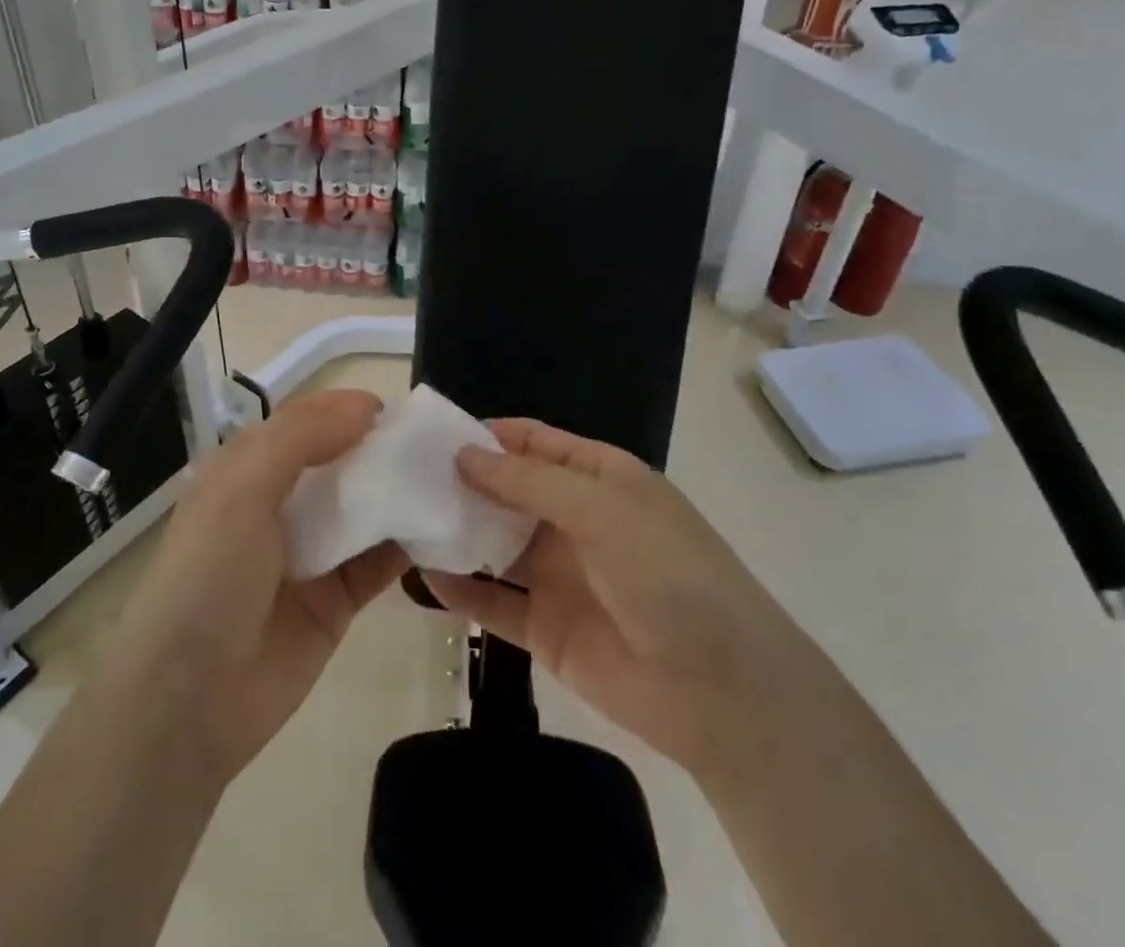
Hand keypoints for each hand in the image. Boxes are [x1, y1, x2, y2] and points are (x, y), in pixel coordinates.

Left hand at [99, 390, 407, 786]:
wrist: (188, 704)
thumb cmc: (207, 578)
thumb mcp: (240, 489)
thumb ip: (301, 438)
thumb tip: (367, 407)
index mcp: (247, 471)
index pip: (304, 423)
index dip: (346, 410)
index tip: (397, 411)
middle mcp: (280, 505)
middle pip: (342, 462)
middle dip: (384, 449)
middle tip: (438, 445)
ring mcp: (312, 553)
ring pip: (366, 509)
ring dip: (404, 493)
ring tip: (454, 479)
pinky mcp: (337, 600)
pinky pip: (381, 561)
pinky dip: (411, 544)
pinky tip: (446, 528)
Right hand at [425, 419, 801, 779]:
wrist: (722, 691)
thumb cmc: (667, 573)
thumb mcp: (601, 509)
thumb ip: (529, 481)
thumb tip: (464, 455)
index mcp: (600, 478)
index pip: (535, 442)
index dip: (489, 435)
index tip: (434, 433)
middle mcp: (576, 520)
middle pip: (509, 491)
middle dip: (463, 482)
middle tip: (403, 476)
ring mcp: (561, 575)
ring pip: (497, 544)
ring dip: (457, 532)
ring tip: (403, 519)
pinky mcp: (547, 629)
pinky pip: (495, 602)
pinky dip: (462, 590)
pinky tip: (423, 577)